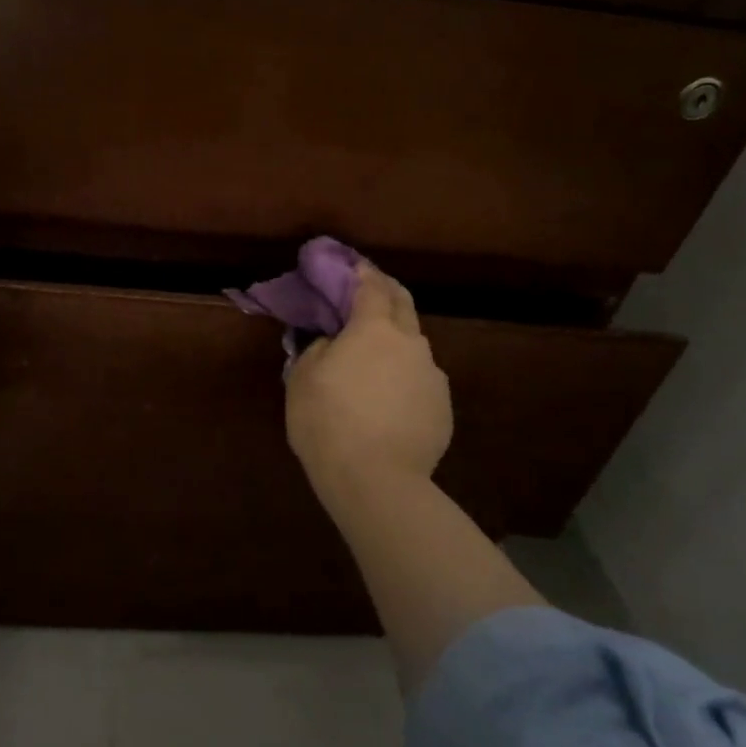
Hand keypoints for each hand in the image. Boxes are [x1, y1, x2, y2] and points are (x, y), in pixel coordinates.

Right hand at [286, 262, 451, 499]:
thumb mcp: (302, 378)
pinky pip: (420, 381)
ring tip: (375, 363)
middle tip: (371, 291)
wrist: (376, 480)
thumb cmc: (327, 421)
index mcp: (374, 329)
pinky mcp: (443, 407)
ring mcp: (432, 376)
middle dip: (387, 293)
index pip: (371, 287)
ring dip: (396, 343)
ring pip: (414, 348)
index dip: (361, 273)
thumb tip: (331, 343)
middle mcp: (411, 344)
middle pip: (403, 305)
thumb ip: (317, 348)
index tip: (353, 267)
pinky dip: (405, 379)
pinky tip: (389, 402)